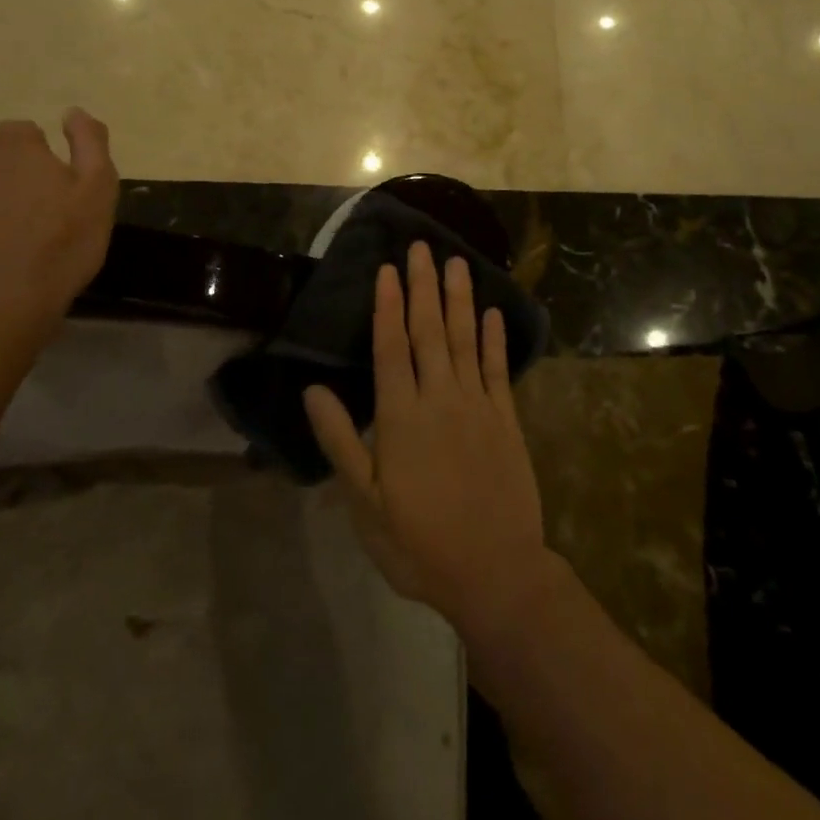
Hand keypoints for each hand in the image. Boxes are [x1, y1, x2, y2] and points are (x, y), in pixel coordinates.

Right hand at [304, 242, 557, 633]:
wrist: (496, 573)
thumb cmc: (419, 544)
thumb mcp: (366, 504)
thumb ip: (340, 442)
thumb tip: (312, 390)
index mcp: (401, 417)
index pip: (391, 347)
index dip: (388, 305)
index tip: (387, 268)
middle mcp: (440, 399)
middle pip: (429, 331)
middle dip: (423, 286)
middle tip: (422, 246)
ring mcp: (478, 406)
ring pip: (465, 340)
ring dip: (460, 299)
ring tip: (457, 262)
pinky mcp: (506, 420)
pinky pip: (498, 369)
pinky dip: (494, 339)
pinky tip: (492, 313)